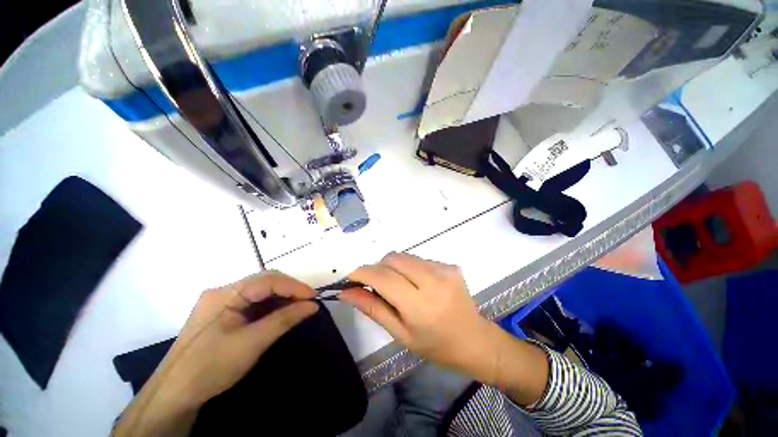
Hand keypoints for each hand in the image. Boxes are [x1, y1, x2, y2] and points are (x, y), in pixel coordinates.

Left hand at [158, 271, 318, 405]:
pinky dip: (271, 306)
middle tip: (307, 302)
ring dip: (281, 297)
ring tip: (298, 308)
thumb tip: (313, 305)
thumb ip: (284, 320)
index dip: (294, 286)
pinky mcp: (223, 314)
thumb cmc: (211, 367)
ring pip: (260, 291)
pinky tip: (280, 314)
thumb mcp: (252, 343)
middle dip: (289, 289)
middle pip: (264, 281)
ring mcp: (222, 302)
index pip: (267, 280)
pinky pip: (253, 303)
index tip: (314, 297)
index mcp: (225, 294)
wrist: (174, 394)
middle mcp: (223, 292)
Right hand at [339, 252, 505, 384]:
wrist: (475, 340)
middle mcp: (434, 281)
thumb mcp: (400, 333)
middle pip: (393, 258)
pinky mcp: (450, 265)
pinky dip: (410, 268)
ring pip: (405, 256)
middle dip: (378, 267)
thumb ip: (373, 308)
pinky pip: (419, 259)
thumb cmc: (435, 345)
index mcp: (420, 305)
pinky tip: (417, 284)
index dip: (363, 272)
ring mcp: (445, 269)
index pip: (383, 278)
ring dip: (394, 267)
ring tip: (399, 286)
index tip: (351, 276)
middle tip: (376, 284)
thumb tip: (347, 292)